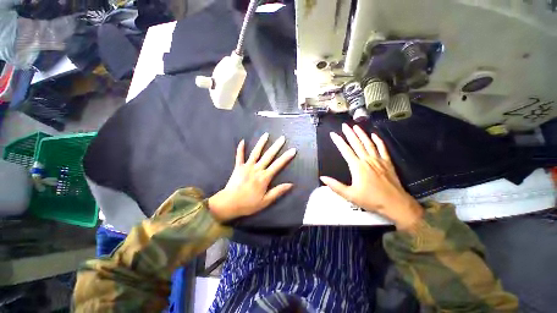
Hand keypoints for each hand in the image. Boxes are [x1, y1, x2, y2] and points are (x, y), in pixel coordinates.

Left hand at [208, 133, 296, 221]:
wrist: (229, 203)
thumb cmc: (248, 203)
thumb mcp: (266, 201)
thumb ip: (278, 191)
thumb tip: (291, 184)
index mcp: (264, 177)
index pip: (278, 165)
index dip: (286, 157)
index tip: (293, 150)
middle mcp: (257, 169)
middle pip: (268, 155)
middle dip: (276, 146)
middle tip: (282, 138)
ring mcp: (247, 166)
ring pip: (255, 152)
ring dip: (261, 143)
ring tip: (266, 135)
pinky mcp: (238, 167)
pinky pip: (239, 156)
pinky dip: (240, 149)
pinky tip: (242, 141)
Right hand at [320, 124, 422, 229]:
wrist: (395, 204)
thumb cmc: (371, 199)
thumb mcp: (350, 195)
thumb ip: (335, 186)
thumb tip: (322, 178)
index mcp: (357, 166)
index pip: (345, 150)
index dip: (338, 141)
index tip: (333, 134)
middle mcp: (367, 160)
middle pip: (357, 144)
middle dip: (350, 133)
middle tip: (345, 125)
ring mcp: (378, 160)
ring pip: (368, 143)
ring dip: (362, 134)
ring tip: (356, 126)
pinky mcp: (387, 162)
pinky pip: (382, 148)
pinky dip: (378, 141)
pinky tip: (374, 135)